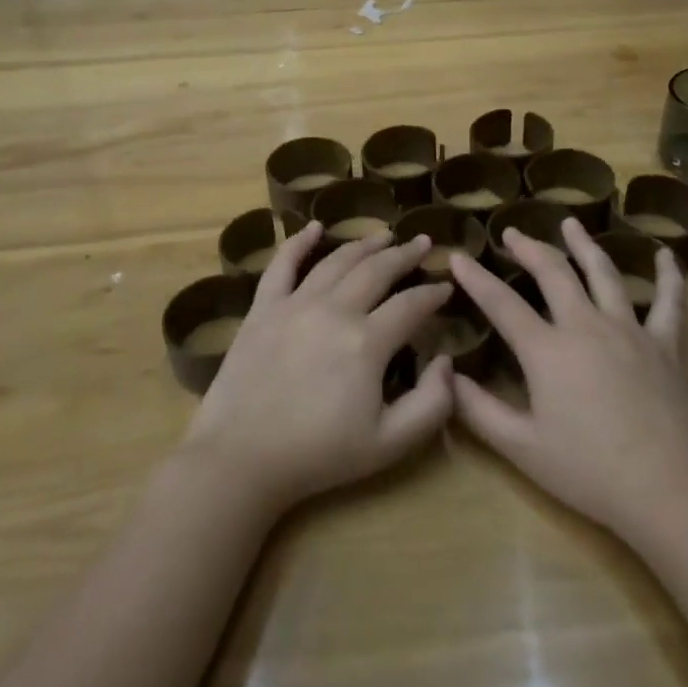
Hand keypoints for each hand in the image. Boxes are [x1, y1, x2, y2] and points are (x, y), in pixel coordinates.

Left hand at [182, 221, 455, 514]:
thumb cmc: (319, 455)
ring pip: (337, 262)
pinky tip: (314, 227)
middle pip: (377, 270)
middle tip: (422, 243)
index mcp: (368, 342)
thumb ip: (432, 404)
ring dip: (364, 244)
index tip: (445, 287)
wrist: (241, 459)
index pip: (411, 305)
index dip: (433, 294)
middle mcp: (335, 310)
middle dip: (405, 254)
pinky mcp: (262, 309)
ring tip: (384, 235)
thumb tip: (445, 361)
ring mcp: (295, 304)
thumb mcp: (390, 444)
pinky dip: (299, 242)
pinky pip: (282, 265)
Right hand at [448, 217, 687, 543]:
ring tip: (570, 223)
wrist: (670, 490)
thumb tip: (447, 377)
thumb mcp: (522, 448)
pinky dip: (668, 276)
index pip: (501, 303)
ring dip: (584, 245)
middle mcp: (586, 325)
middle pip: (553, 272)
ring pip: (604, 273)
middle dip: (528, 247)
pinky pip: (668, 302)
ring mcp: (630, 330)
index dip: (476, 277)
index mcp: (547, 350)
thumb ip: (479, 411)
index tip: (458, 255)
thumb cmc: (590, 472)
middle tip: (512, 232)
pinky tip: (666, 256)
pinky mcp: (666, 345)